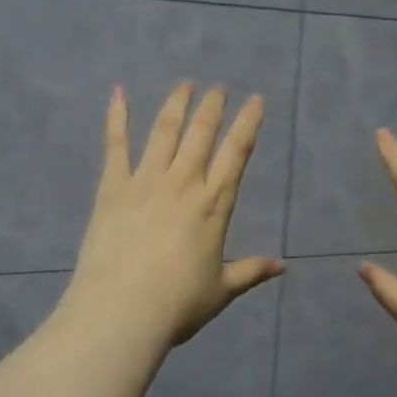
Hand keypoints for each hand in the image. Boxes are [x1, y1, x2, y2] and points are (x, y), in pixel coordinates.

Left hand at [61, 83, 283, 349]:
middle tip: (218, 88)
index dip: (248, 123)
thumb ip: (251, 271)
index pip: (237, 153)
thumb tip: (283, 266)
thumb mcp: (222, 290)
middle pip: (202, 134)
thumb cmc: (178, 304)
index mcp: (214, 204)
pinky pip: (116, 145)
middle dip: (213, 107)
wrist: (122, 311)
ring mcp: (146, 181)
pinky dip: (117, 117)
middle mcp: (183, 183)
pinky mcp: (113, 187)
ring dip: (176, 104)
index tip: (256, 100)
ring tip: (185, 85)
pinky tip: (119, 93)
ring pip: (164, 131)